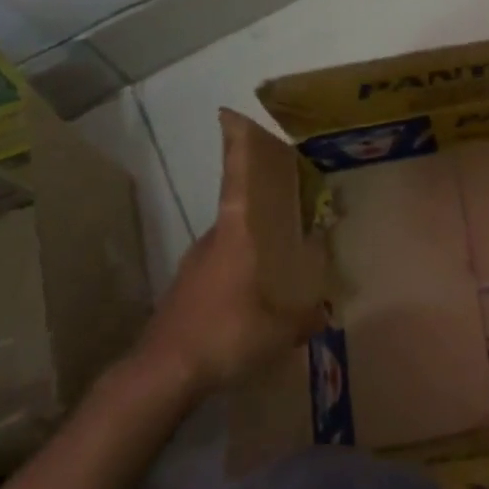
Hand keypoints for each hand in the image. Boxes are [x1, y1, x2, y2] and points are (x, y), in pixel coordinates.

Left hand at [137, 111, 328, 397]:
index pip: (237, 180)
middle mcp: (213, 240)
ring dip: (252, 238)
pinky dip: (239, 266)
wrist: (162, 372)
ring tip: (280, 250)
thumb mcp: (279, 330)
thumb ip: (306, 317)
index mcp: (236, 235)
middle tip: (293, 199)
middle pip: (239, 207)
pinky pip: (221, 265)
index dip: (236, 148)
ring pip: (231, 239)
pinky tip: (253, 292)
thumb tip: (326, 313)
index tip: (230, 116)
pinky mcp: (186, 289)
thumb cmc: (225, 334)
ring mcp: (195, 264)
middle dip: (263, 200)